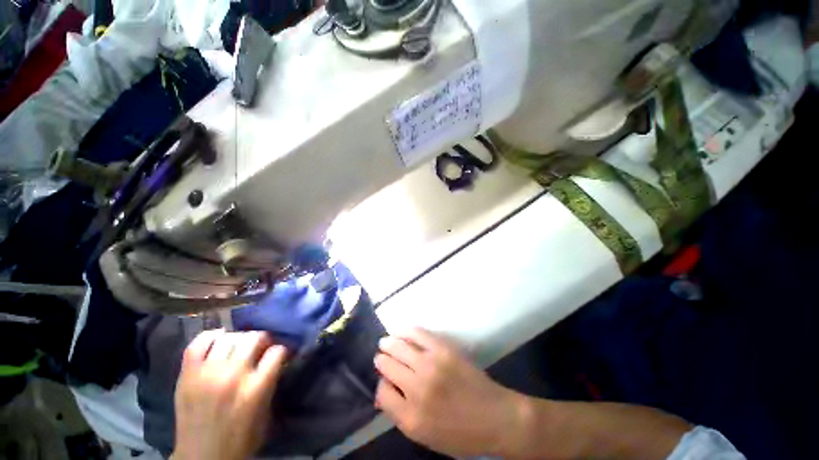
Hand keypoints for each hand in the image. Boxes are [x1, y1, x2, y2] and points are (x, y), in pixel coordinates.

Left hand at [172, 330, 287, 459]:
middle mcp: (233, 376)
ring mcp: (207, 374)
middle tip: (262, 347)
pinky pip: (197, 344)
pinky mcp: (187, 376)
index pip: (277, 352)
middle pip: (254, 338)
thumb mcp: (266, 415)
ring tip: (240, 346)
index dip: (282, 350)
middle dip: (263, 339)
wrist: (201, 459)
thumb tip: (277, 360)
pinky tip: (218, 339)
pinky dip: (210, 336)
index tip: (280, 354)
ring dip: (240, 338)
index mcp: (255, 389)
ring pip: (229, 337)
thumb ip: (271, 384)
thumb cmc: (239, 440)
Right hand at [374, 328, 525, 456]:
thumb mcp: (426, 436)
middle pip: (388, 365)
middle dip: (382, 360)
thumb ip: (400, 414)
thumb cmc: (460, 434)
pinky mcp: (443, 349)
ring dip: (389, 343)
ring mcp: (430, 365)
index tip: (386, 380)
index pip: (382, 392)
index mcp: (411, 418)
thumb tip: (384, 390)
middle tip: (381, 355)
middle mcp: (417, 389)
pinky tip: (399, 331)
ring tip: (386, 341)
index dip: (382, 384)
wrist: (496, 417)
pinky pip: (417, 333)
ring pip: (398, 347)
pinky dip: (405, 331)